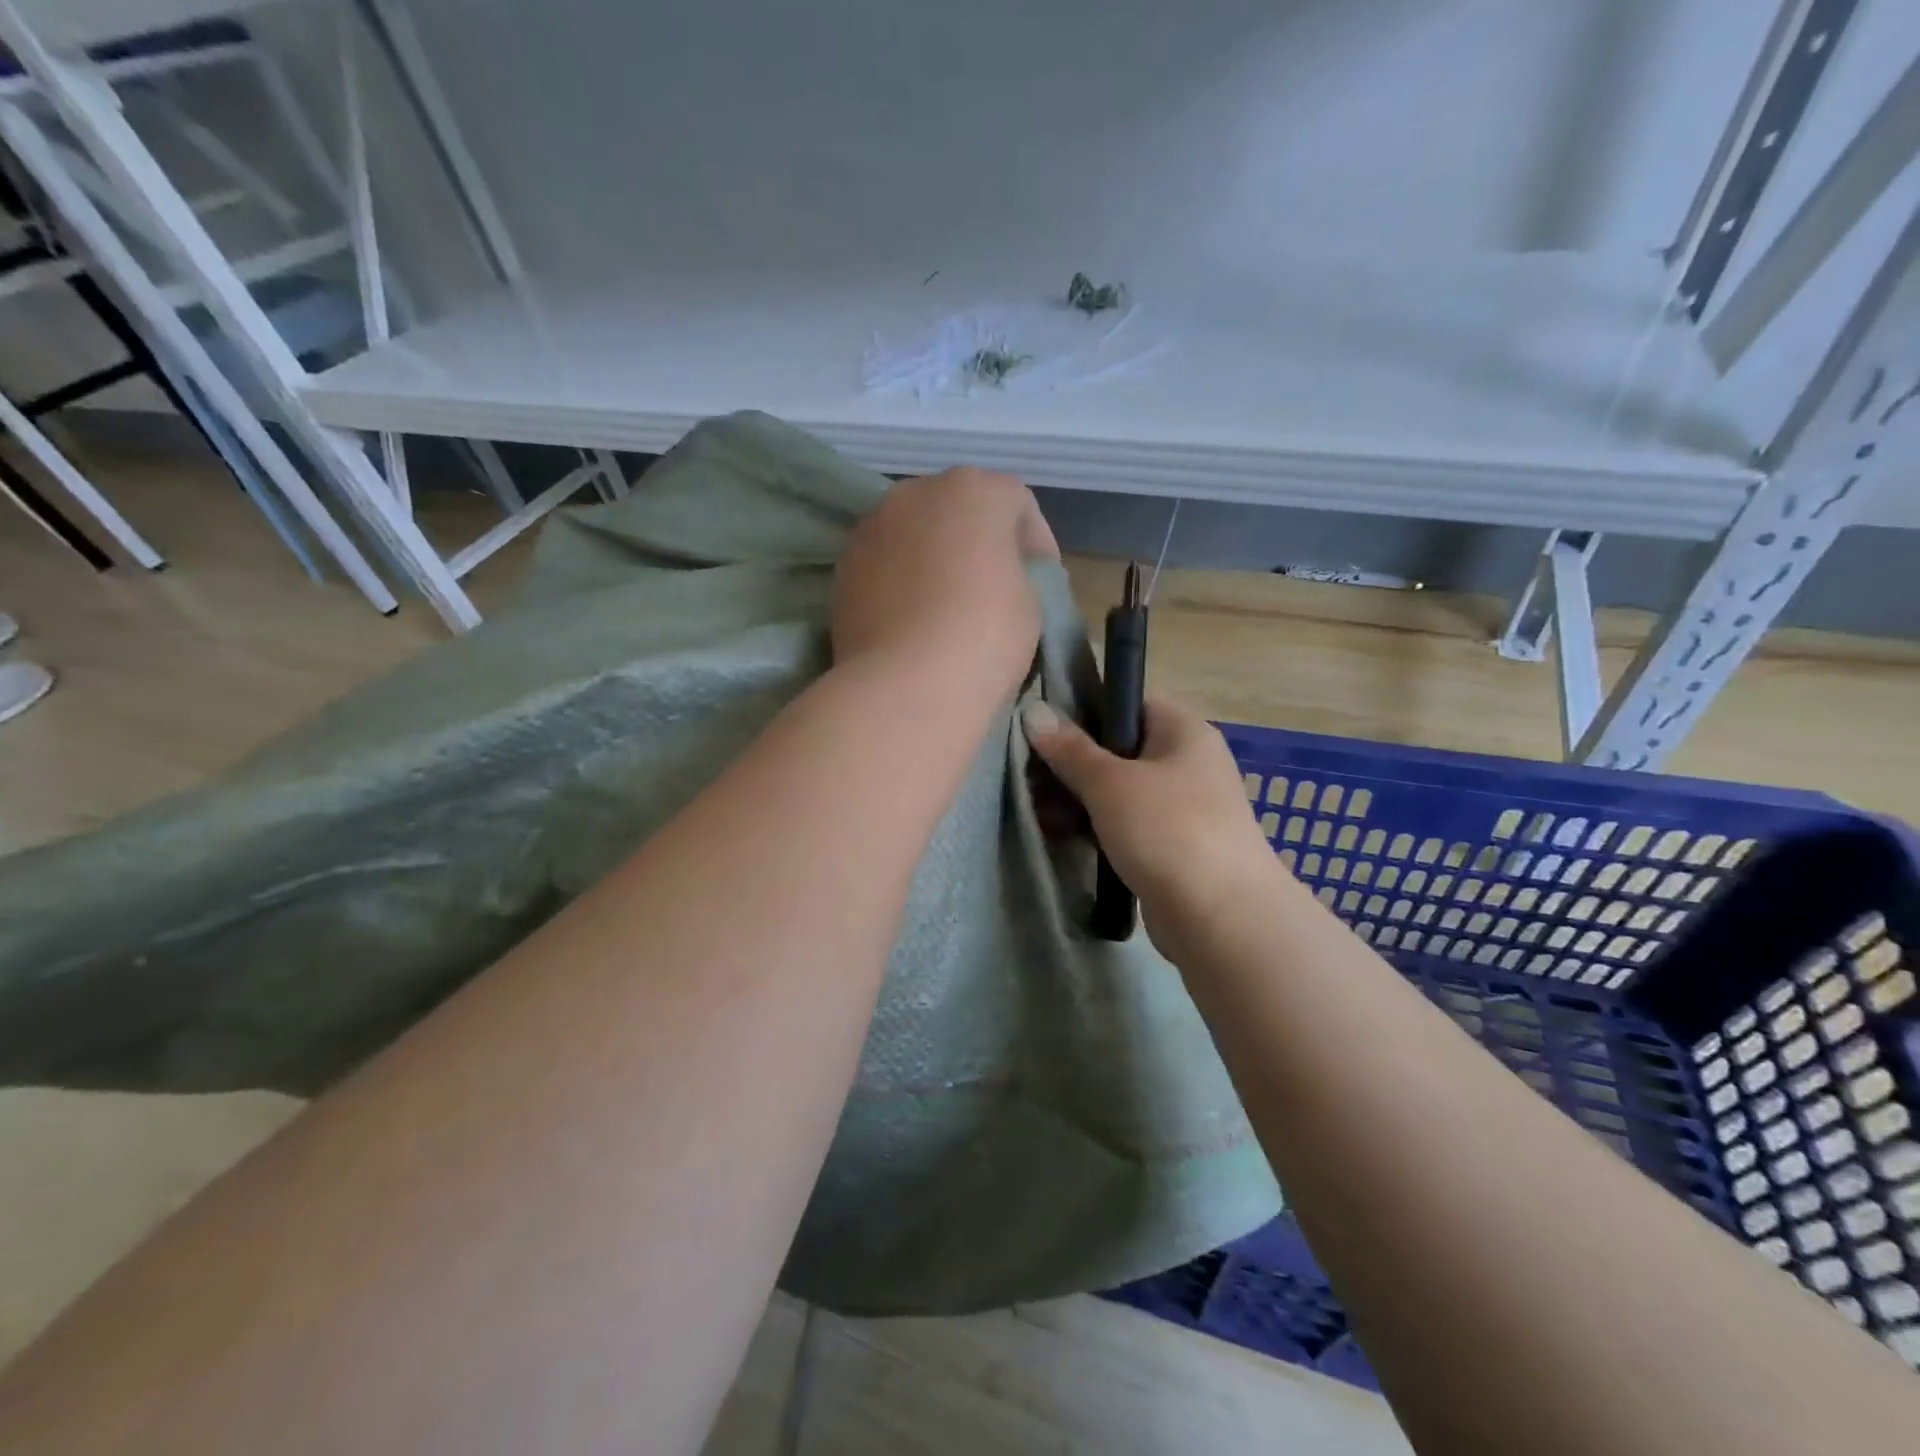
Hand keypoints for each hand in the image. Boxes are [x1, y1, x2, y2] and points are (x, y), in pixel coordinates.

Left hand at [833, 467, 1057, 698]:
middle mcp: (916, 493)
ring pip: (914, 534)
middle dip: (977, 541)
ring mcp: (872, 528)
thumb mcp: (1031, 603)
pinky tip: (910, 620)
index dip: (1035, 541)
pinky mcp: (843, 568)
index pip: (1015, 502)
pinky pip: (884, 564)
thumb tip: (996, 578)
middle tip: (993, 586)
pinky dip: (900, 581)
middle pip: (957, 509)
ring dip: (933, 558)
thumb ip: (1017, 573)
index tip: (1041, 579)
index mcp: (974, 490)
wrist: (906, 686)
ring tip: (945, 605)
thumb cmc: (984, 636)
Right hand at [1022, 696, 1280, 960]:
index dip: (1085, 710)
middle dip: (1072, 764)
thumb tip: (1034, 710)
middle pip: (1119, 749)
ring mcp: (1183, 807)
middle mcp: (1188, 762)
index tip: (1044, 729)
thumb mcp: (1109, 783)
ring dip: (1079, 799)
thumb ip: (1070, 749)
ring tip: (1039, 812)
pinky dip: (1098, 828)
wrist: (1221, 918)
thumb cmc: (1167, 831)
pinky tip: (1063, 836)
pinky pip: (1128, 824)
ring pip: (1120, 790)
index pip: (1129, 701)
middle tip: (1031, 778)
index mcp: (1183, 731)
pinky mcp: (1174, 846)